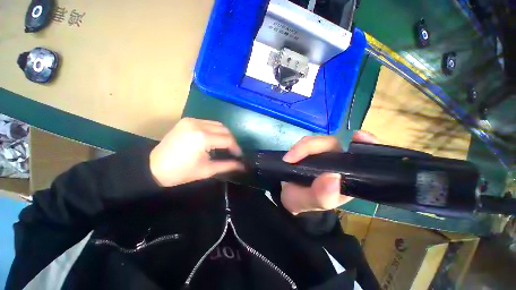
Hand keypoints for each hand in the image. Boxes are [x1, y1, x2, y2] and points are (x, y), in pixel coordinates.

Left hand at [150, 118, 243, 186]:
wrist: (153, 167)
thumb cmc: (181, 172)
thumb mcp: (207, 170)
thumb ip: (227, 166)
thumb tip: (243, 166)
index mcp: (203, 138)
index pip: (228, 139)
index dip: (236, 148)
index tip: (239, 155)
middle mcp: (199, 125)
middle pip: (224, 129)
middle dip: (231, 140)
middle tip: (232, 151)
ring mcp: (192, 121)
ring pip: (217, 124)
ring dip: (223, 134)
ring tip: (223, 145)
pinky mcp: (187, 121)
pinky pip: (207, 123)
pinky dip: (214, 130)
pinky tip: (212, 139)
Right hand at [280, 131, 378, 214]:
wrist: (289, 197)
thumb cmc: (303, 202)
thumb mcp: (310, 203)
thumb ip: (322, 196)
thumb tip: (332, 177)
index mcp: (347, 176)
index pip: (363, 157)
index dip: (367, 144)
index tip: (357, 137)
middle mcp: (338, 162)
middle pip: (332, 144)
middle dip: (311, 147)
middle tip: (291, 158)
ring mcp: (323, 154)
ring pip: (317, 141)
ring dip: (301, 147)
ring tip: (288, 160)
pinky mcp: (310, 151)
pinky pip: (307, 143)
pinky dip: (298, 146)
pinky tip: (291, 153)